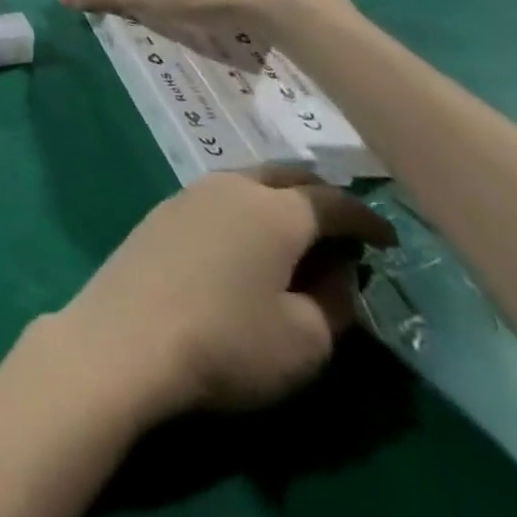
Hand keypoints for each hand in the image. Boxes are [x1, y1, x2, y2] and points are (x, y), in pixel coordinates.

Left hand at [52, 169, 395, 421]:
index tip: (390, 241)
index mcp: (273, 210)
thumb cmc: (228, 340)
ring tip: (298, 237)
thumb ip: (335, 299)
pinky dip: (244, 211)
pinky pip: (217, 199)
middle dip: (319, 196)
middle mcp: (228, 187)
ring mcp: (187, 195)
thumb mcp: (307, 338)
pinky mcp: (160, 213)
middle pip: (284, 176)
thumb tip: (336, 268)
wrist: (127, 335)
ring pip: (245, 182)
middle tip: (345, 230)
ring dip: (277, 201)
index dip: (367, 220)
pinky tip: (247, 242)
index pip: (332, 201)